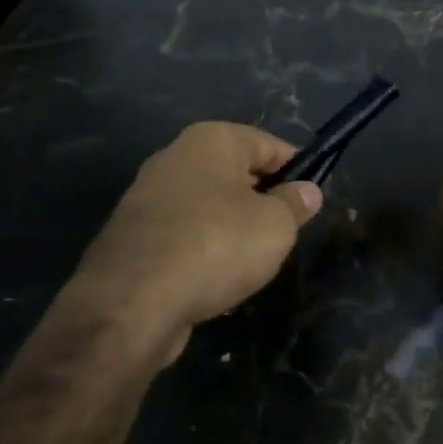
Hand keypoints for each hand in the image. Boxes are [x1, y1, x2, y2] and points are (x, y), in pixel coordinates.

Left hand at [70, 122, 322, 356]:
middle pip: (236, 173)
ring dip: (232, 228)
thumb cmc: (216, 246)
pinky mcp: (133, 235)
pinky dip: (203, 250)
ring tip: (251, 261)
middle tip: (284, 233)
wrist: (131, 304)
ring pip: (209, 205)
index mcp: (211, 140)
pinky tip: (214, 278)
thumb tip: (306, 191)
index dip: (297, 170)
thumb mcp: (276, 225)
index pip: (269, 144)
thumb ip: (295, 203)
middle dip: (263, 200)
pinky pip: (183, 234)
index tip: (311, 200)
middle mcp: (176, 157)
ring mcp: (148, 196)